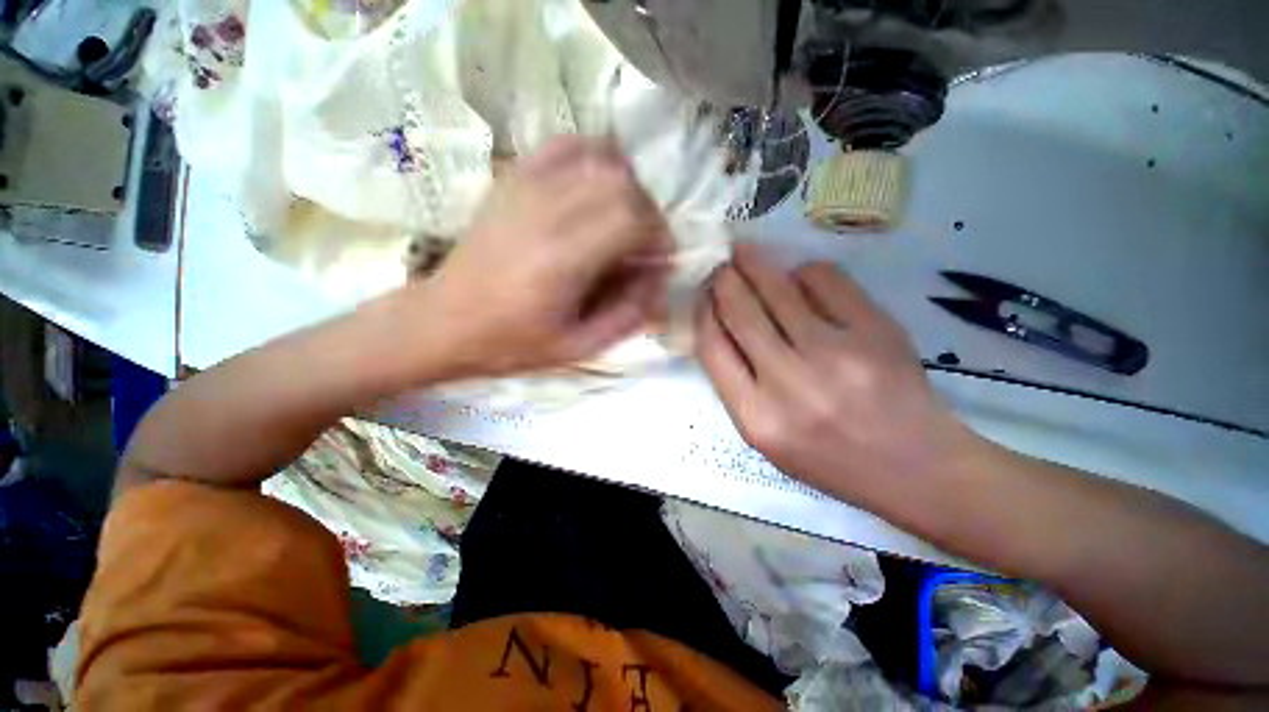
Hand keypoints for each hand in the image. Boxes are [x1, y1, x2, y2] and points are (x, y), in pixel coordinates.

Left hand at [407, 136, 671, 379]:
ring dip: (627, 188)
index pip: (634, 219)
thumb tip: (660, 279)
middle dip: (648, 214)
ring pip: (601, 160)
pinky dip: (593, 157)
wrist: (443, 321)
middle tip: (644, 244)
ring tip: (624, 219)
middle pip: (623, 185)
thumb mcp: (579, 347)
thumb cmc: (512, 342)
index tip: (660, 259)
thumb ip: (628, 315)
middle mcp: (548, 211)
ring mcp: (527, 188)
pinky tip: (595, 185)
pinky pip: (565, 146)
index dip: (659, 236)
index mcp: (565, 259)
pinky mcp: (513, 180)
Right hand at [695, 243, 972, 509]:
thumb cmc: (830, 459)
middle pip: (741, 312)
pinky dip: (806, 273)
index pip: (712, 348)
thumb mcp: (766, 437)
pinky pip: (826, 281)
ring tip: (745, 252)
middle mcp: (789, 384)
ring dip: (755, 263)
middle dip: (724, 280)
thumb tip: (720, 327)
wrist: (915, 467)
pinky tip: (802, 278)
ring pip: (779, 289)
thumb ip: (736, 386)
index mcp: (756, 417)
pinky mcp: (875, 331)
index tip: (703, 297)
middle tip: (721, 264)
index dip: (703, 314)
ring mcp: (835, 354)